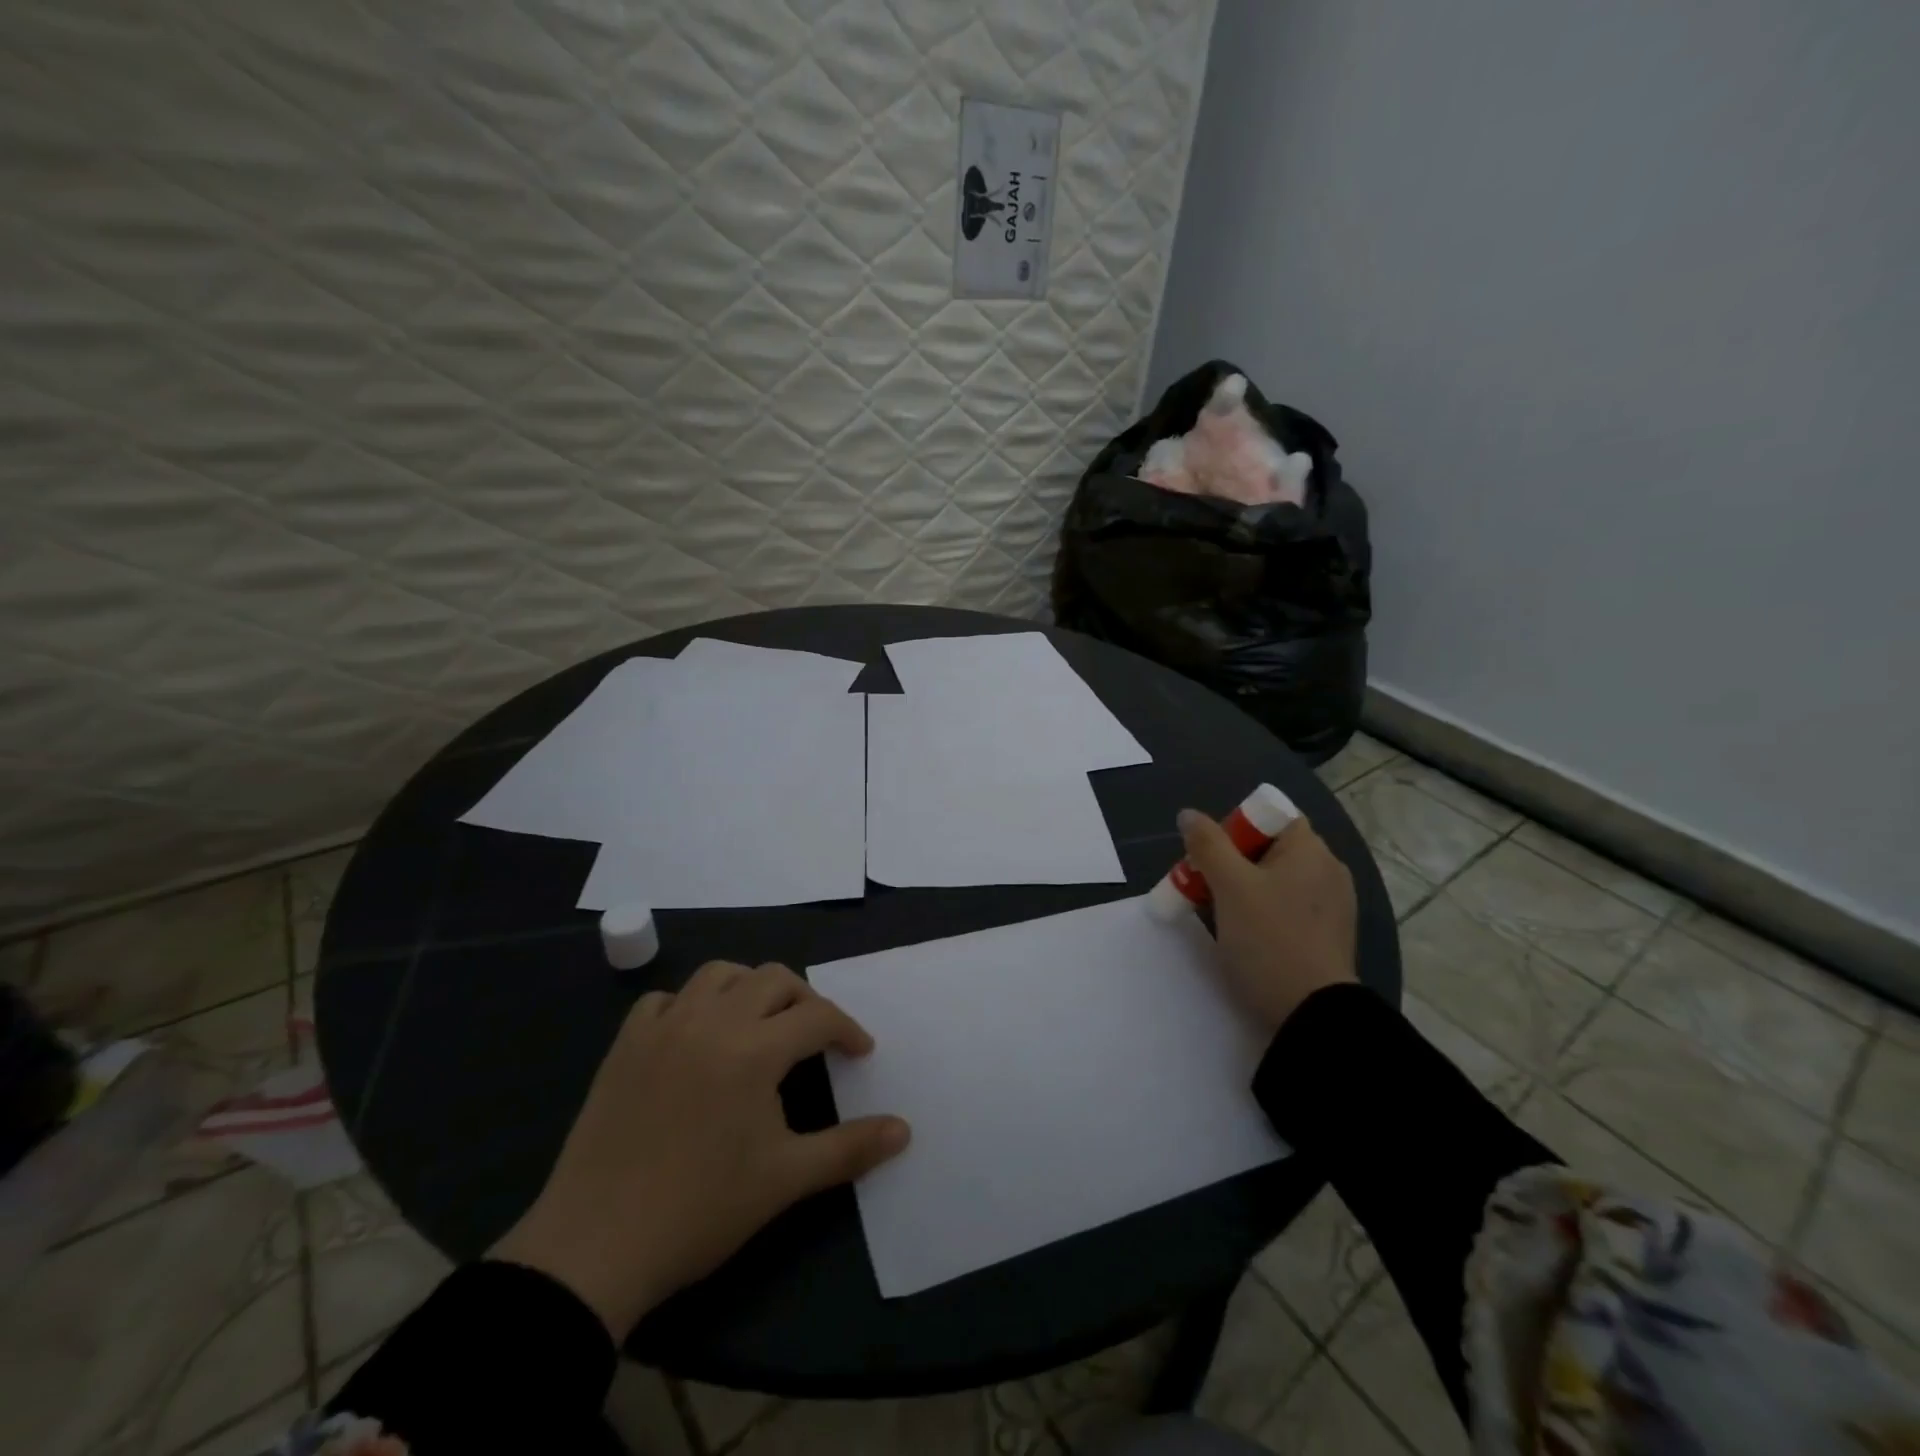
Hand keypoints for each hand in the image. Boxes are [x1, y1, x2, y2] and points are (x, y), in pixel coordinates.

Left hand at [489, 961, 909, 1339]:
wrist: (595, 1247)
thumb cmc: (700, 1209)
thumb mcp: (785, 1179)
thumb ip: (850, 1148)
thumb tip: (904, 1131)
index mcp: (754, 1049)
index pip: (817, 1016)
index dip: (847, 1029)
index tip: (859, 1054)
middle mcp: (712, 1021)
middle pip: (773, 978)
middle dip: (804, 999)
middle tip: (814, 1036)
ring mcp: (664, 1027)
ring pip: (719, 975)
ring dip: (749, 988)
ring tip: (759, 1024)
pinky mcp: (625, 1045)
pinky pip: (664, 1000)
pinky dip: (690, 1005)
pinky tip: (695, 1037)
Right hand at [1178, 807, 1357, 1031]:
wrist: (1312, 1015)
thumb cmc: (1268, 939)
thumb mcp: (1229, 886)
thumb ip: (1207, 844)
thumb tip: (1189, 815)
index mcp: (1311, 850)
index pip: (1269, 817)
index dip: (1234, 829)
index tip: (1210, 858)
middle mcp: (1329, 871)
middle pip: (1269, 850)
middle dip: (1231, 863)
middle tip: (1203, 888)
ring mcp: (1332, 906)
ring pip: (1276, 881)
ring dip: (1243, 890)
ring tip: (1218, 916)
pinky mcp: (1328, 936)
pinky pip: (1288, 908)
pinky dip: (1263, 914)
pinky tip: (1245, 937)